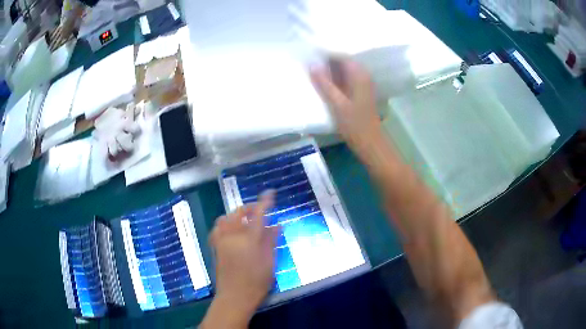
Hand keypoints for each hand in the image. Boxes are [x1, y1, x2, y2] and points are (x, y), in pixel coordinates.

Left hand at [201, 191, 277, 327]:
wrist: (235, 296)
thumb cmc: (257, 282)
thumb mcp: (269, 262)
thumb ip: (271, 241)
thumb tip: (277, 225)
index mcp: (249, 239)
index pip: (258, 214)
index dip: (265, 202)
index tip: (270, 193)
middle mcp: (233, 236)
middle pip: (238, 212)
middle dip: (249, 207)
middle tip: (259, 210)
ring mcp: (221, 240)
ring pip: (226, 218)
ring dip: (236, 214)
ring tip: (245, 220)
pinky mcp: (215, 247)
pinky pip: (217, 228)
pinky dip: (224, 224)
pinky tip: (231, 230)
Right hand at [310, 58, 383, 157]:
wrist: (371, 143)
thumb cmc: (355, 125)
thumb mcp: (337, 104)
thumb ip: (324, 84)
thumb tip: (312, 65)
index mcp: (359, 74)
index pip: (340, 55)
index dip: (325, 53)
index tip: (309, 54)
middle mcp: (362, 75)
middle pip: (342, 62)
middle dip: (325, 62)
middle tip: (307, 63)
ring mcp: (362, 84)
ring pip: (343, 71)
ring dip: (329, 71)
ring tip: (311, 71)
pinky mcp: (359, 92)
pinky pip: (345, 79)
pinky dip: (334, 80)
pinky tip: (322, 83)